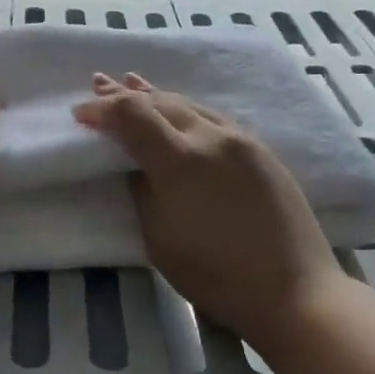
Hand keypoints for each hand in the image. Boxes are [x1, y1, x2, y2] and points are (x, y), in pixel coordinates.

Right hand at [73, 73, 345, 356]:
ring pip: (189, 104)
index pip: (132, 115)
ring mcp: (240, 139)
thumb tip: (137, 167)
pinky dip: (185, 108)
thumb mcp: (159, 240)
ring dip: (156, 95)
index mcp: (180, 160)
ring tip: (131, 83)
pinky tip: (177, 108)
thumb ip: (142, 192)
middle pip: (160, 102)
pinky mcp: (260, 149)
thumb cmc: (216, 275)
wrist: (294, 290)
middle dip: (124, 94)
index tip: (80, 113)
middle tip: (98, 86)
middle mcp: (211, 136)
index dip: (102, 110)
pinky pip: (212, 116)